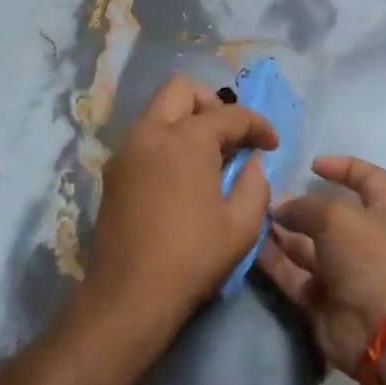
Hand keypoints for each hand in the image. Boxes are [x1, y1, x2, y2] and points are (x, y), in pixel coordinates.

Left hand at [86, 74, 278, 336]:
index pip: (230, 114)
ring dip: (186, 120)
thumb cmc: (192, 258)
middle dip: (212, 104)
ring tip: (208, 156)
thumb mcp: (242, 226)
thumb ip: (254, 185)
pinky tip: (181, 175)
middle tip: (230, 137)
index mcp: (186, 139)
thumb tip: (251, 164)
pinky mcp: (113, 172)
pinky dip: (166, 140)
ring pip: (157, 110)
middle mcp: (151, 133)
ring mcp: (126, 150)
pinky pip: (144, 137)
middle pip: (181, 89)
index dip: (258, 125)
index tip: (272, 145)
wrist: (129, 296)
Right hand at [256, 156, 385, 374]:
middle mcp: (364, 241)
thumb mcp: (337, 218)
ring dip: (281, 232)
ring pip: (305, 245)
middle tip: (268, 196)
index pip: (369, 179)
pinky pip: (293, 274)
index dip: (344, 167)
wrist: (383, 332)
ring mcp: (342, 272)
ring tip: (253, 217)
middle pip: (328, 215)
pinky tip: (251, 245)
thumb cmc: (370, 259)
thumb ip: (304, 207)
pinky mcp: (321, 299)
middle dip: (299, 205)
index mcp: (384, 213)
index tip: (313, 165)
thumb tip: (279, 208)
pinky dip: (274, 261)